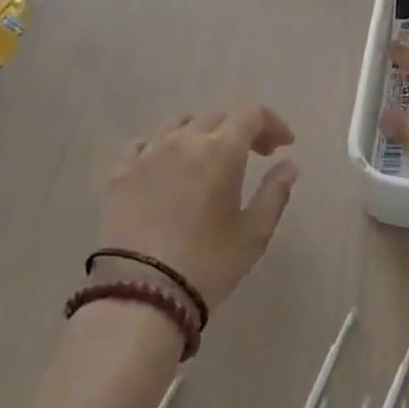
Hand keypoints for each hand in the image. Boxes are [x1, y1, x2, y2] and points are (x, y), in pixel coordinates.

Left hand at [96, 106, 299, 315]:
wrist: (140, 293)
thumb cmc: (208, 264)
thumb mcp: (254, 234)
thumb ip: (275, 193)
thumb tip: (289, 165)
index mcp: (222, 150)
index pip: (252, 114)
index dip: (272, 123)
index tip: (283, 146)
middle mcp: (184, 140)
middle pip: (217, 117)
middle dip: (240, 130)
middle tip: (253, 156)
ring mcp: (148, 153)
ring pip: (178, 125)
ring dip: (200, 133)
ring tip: (206, 159)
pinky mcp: (119, 173)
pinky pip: (141, 145)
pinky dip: (159, 148)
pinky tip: (163, 168)